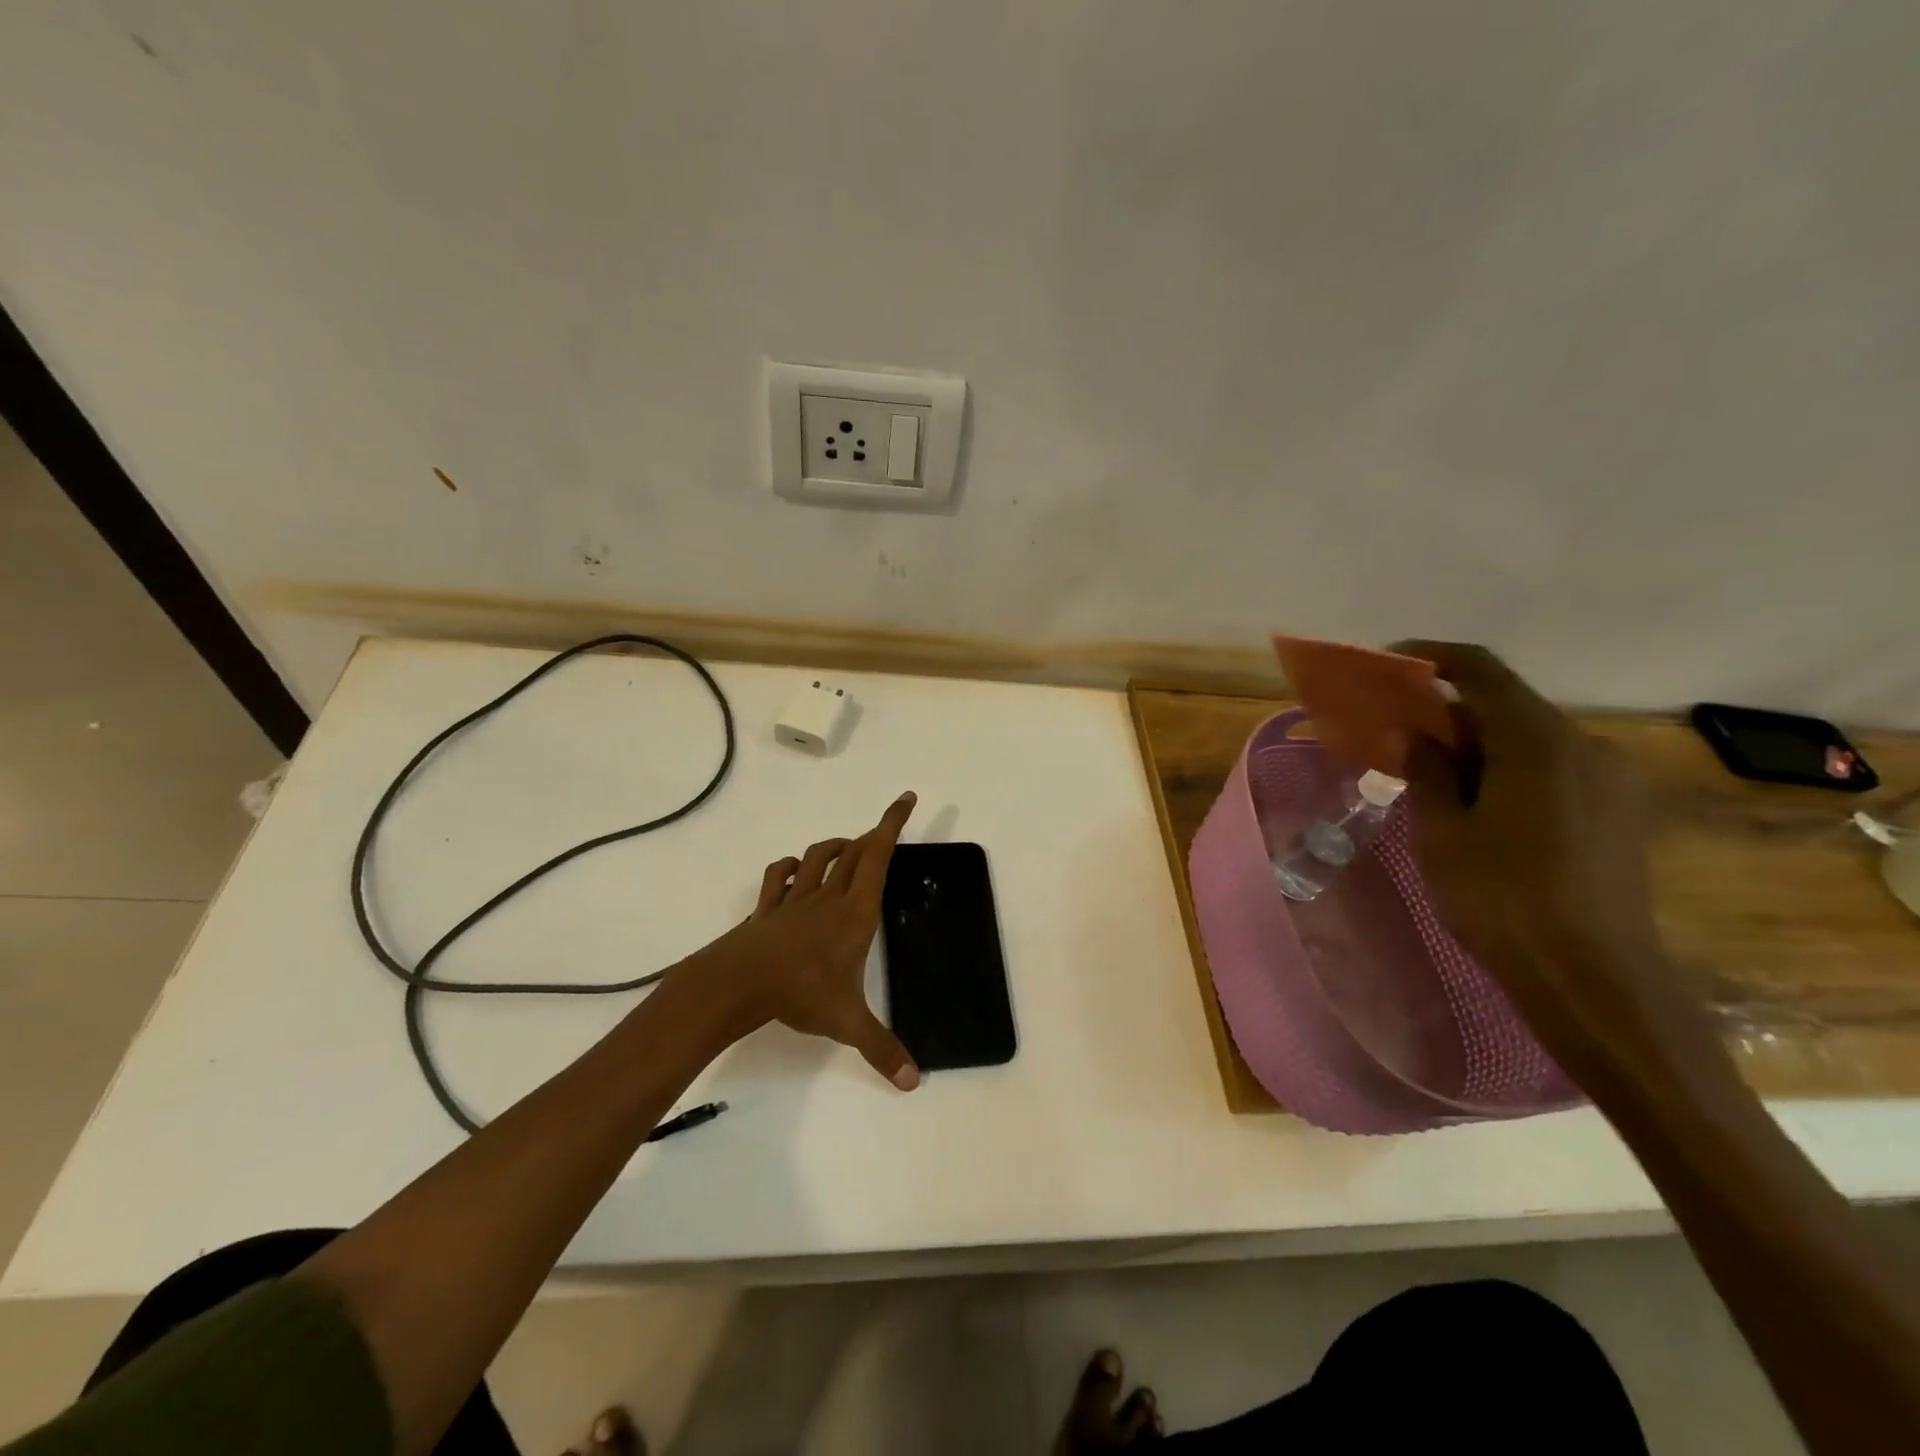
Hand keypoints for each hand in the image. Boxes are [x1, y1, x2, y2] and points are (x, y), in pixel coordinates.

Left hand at [681, 792, 921, 1090]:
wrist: (739, 983)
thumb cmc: (801, 992)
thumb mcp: (847, 1022)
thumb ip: (881, 1048)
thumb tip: (914, 1083)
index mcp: (855, 911)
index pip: (878, 856)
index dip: (892, 824)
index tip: (905, 799)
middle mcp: (828, 895)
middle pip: (854, 851)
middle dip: (873, 833)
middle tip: (885, 831)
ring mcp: (794, 898)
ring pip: (817, 856)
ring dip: (835, 846)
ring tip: (847, 848)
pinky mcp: (768, 907)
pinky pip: (779, 876)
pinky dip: (789, 867)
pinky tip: (794, 871)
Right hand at [1393, 642, 1689, 1071]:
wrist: (1592, 977)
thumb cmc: (1501, 897)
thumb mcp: (1442, 832)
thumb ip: (1428, 771)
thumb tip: (1420, 736)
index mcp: (1538, 740)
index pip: (1481, 670)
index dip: (1432, 657)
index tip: (1390, 663)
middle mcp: (1584, 745)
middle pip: (1508, 703)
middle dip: (1450, 709)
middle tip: (1400, 730)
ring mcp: (1610, 779)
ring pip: (1531, 738)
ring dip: (1479, 742)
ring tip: (1434, 772)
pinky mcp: (1618, 811)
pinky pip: (1554, 767)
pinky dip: (1509, 767)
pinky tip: (1481, 803)